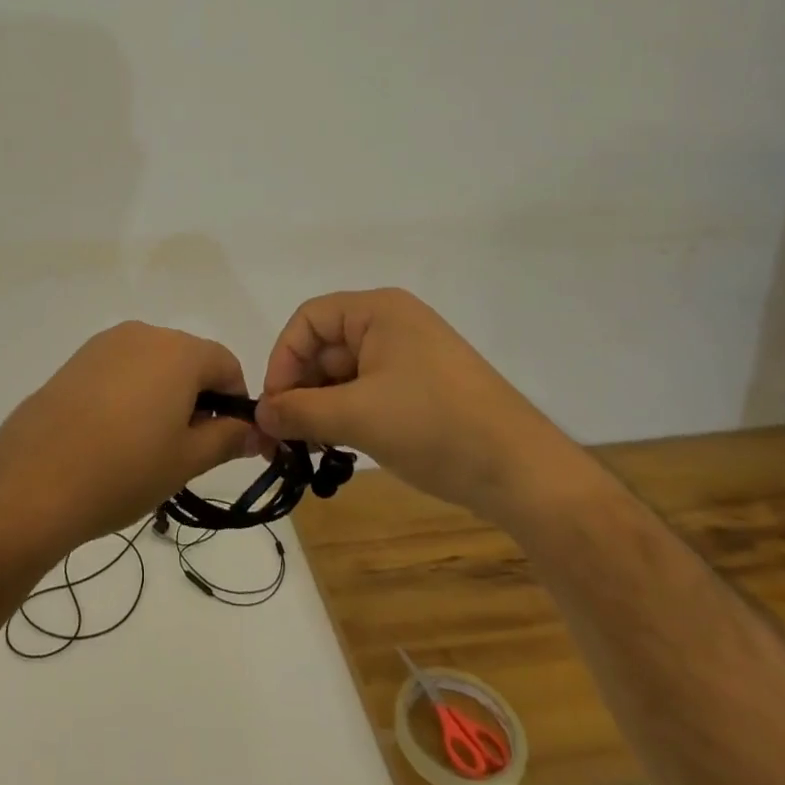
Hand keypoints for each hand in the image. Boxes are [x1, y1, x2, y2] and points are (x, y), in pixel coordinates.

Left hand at [0, 321, 257, 551]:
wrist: (33, 479)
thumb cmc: (124, 469)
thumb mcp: (187, 460)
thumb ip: (228, 438)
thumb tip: (258, 431)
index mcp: (179, 351)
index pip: (227, 364)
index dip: (235, 402)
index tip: (226, 441)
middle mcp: (144, 334)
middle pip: (189, 359)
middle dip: (198, 398)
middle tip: (185, 450)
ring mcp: (105, 344)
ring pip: (154, 364)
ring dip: (163, 395)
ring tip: (146, 446)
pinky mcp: (77, 360)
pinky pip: (121, 368)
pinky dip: (130, 393)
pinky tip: (112, 435)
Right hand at [255, 288, 569, 515]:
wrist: (523, 473)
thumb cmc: (434, 427)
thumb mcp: (357, 417)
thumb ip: (300, 411)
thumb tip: (260, 415)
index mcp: (378, 311)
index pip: (309, 320)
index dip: (283, 359)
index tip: (274, 407)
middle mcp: (393, 324)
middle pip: (326, 347)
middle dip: (301, 389)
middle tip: (284, 437)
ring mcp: (411, 357)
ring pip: (346, 374)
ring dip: (323, 407)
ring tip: (312, 447)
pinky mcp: (423, 388)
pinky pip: (369, 391)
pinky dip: (349, 415)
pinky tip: (342, 447)